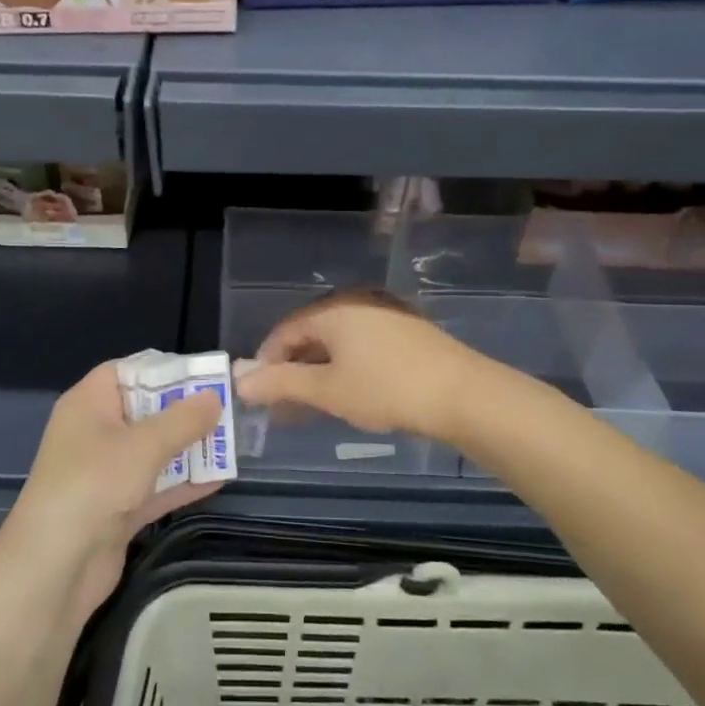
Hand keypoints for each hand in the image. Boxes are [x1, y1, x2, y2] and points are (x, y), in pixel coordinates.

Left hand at [0, 361, 222, 622]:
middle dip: (184, 411)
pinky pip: (154, 487)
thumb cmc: (93, 486)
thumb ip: (182, 421)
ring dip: (188, 448)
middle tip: (228, 409)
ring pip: (152, 451)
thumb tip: (215, 397)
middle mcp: (94, 433)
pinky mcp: (115, 510)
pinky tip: (219, 480)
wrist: (54, 568)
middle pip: (144, 411)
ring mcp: (104, 474)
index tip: (203, 375)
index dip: (163, 370)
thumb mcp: (143, 446)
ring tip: (232, 442)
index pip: (126, 372)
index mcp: (88, 404)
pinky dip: (182, 484)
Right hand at [234, 290, 484, 441]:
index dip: (267, 360)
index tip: (258, 392)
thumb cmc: (386, 389)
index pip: (285, 330)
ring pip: (338, 341)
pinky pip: (361, 345)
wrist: (464, 395)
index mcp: (334, 310)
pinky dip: (345, 366)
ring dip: (318, 370)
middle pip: (312, 333)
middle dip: (292, 367)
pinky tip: (348, 392)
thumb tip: (239, 380)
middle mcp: (357, 303)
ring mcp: (386, 315)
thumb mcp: (327, 390)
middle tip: (281, 402)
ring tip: (312, 402)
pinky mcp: (407, 332)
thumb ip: (281, 383)